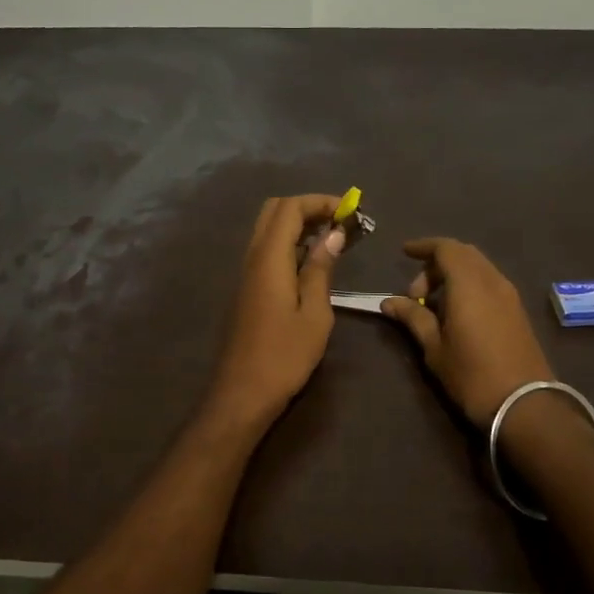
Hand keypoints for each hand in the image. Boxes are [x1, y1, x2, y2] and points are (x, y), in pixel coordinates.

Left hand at [202, 195, 345, 431]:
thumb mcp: (314, 313)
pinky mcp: (247, 288)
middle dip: (308, 207)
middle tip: (340, 222)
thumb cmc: (284, 355)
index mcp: (269, 258)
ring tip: (332, 239)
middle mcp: (252, 257)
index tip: (350, 210)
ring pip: (268, 230)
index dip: (320, 201)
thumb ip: (321, 269)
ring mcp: (246, 272)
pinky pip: (266, 250)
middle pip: (274, 211)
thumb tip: (333, 234)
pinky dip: (289, 243)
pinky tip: (312, 262)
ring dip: (298, 225)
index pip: (290, 208)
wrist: (242, 392)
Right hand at [381, 239, 555, 428]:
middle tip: (416, 292)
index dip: (423, 246)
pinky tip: (457, 312)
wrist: (524, 404)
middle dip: (436, 263)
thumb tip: (389, 301)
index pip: (445, 248)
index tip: (404, 253)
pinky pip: (489, 282)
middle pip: (463, 254)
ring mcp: (509, 295)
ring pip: (478, 267)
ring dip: (453, 274)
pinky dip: (469, 285)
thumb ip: (413, 317)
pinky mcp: (517, 310)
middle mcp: (492, 281)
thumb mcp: (435, 348)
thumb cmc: (472, 375)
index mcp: (469, 284)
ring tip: (433, 304)